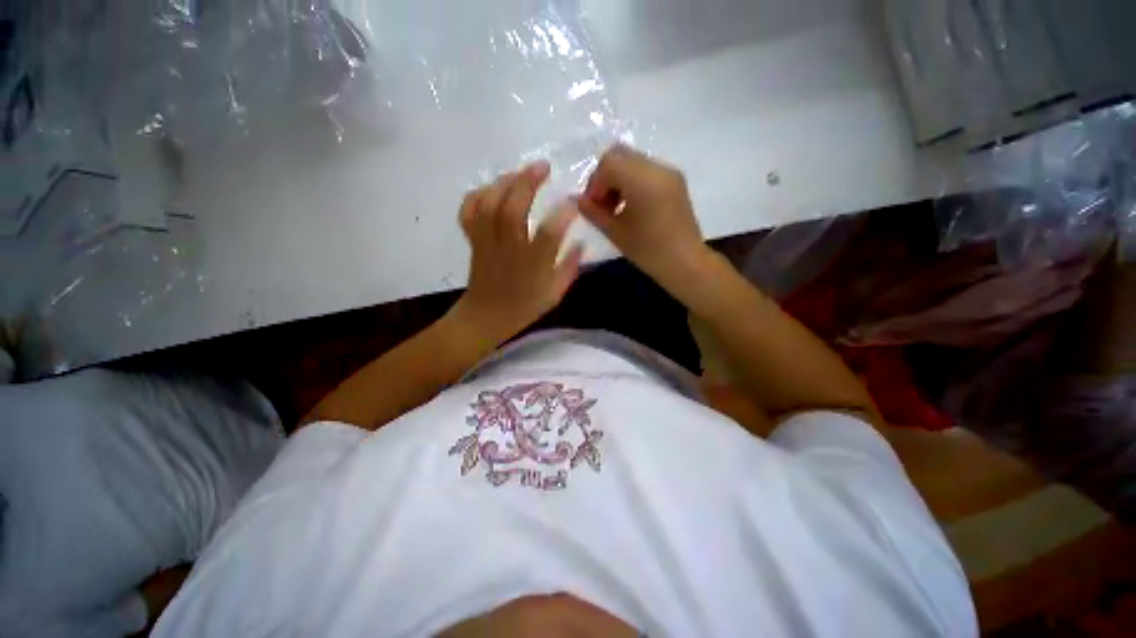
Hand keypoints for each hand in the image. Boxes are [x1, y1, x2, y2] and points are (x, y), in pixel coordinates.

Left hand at [453, 161, 582, 342]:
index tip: (574, 202)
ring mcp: (487, 242)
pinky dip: (477, 195)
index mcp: (533, 266)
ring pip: (488, 205)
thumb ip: (571, 268)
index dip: (563, 214)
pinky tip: (492, 188)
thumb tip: (581, 242)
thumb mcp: (555, 294)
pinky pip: (468, 211)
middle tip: (543, 167)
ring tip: (520, 172)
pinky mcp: (473, 240)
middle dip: (527, 183)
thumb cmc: (524, 307)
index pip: (549, 234)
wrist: (486, 317)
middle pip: (512, 209)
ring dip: (504, 182)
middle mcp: (509, 249)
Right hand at [575, 145, 712, 289]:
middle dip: (604, 178)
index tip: (593, 207)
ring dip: (617, 180)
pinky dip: (631, 182)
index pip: (609, 162)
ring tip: (615, 209)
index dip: (595, 183)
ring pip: (632, 161)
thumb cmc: (649, 252)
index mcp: (643, 181)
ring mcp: (669, 172)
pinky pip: (645, 170)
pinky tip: (630, 207)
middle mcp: (658, 168)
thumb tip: (577, 200)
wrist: (686, 264)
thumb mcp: (616, 233)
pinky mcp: (674, 181)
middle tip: (601, 205)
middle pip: (620, 155)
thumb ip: (593, 213)